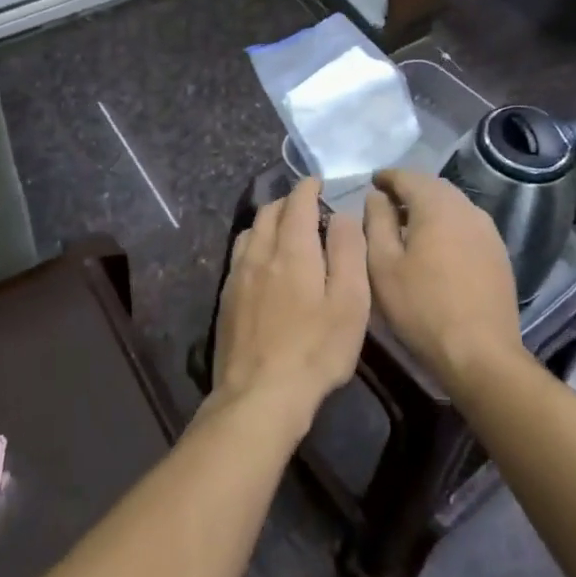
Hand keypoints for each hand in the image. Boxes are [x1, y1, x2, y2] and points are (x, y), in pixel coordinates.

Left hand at [212, 178, 369, 429]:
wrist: (259, 394)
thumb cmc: (315, 350)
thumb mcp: (349, 303)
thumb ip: (348, 253)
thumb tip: (342, 215)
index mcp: (292, 250)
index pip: (297, 204)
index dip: (307, 188)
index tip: (316, 182)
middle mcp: (259, 254)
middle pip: (268, 213)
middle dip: (287, 202)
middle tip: (305, 205)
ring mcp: (237, 277)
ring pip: (249, 233)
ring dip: (267, 222)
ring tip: (284, 230)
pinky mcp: (226, 300)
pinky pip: (239, 256)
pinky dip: (254, 245)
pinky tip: (262, 264)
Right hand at [363, 169, 522, 385]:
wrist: (479, 352)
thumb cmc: (421, 307)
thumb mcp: (383, 265)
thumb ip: (376, 222)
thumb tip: (376, 197)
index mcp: (437, 206)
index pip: (408, 177)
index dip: (387, 178)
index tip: (371, 183)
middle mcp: (467, 209)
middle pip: (434, 188)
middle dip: (409, 190)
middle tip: (386, 204)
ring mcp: (488, 231)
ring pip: (453, 206)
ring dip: (429, 208)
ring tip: (407, 226)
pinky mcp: (498, 253)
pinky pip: (466, 225)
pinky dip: (446, 225)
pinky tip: (435, 247)